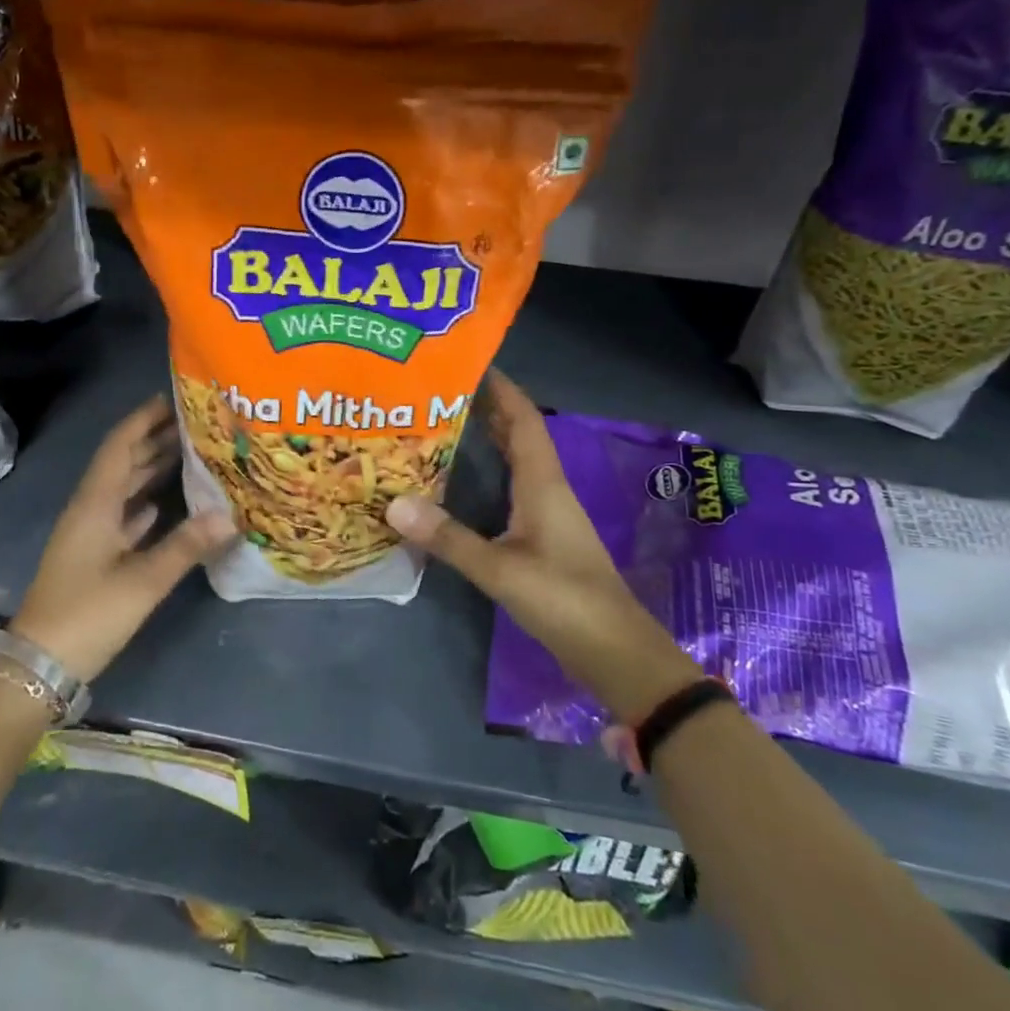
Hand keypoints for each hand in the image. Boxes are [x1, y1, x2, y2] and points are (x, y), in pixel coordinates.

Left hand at [11, 395, 235, 682]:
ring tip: (190, 452)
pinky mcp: (95, 557)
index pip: (120, 446)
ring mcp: (91, 534)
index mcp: (95, 504)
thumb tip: (231, 515)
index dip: (143, 419)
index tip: (172, 398)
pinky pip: (125, 515)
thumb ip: (185, 546)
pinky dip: (146, 503)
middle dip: (154, 439)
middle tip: (195, 423)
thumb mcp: (141, 581)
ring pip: (124, 489)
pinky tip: (167, 502)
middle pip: (123, 463)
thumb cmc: (87, 614)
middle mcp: (91, 510)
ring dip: (152, 469)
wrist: (40, 665)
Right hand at [386, 370, 699, 724]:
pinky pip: (515, 483)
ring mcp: (548, 511)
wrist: (615, 650)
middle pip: (519, 432)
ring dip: (490, 434)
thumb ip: (449, 538)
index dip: (501, 387)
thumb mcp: (500, 570)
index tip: (470, 361)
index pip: (523, 418)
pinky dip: (492, 467)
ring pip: (518, 458)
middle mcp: (547, 487)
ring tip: (448, 419)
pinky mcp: (544, 533)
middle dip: (488, 405)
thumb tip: (394, 503)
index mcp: (542, 482)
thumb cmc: (563, 600)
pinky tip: (467, 475)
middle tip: (443, 387)